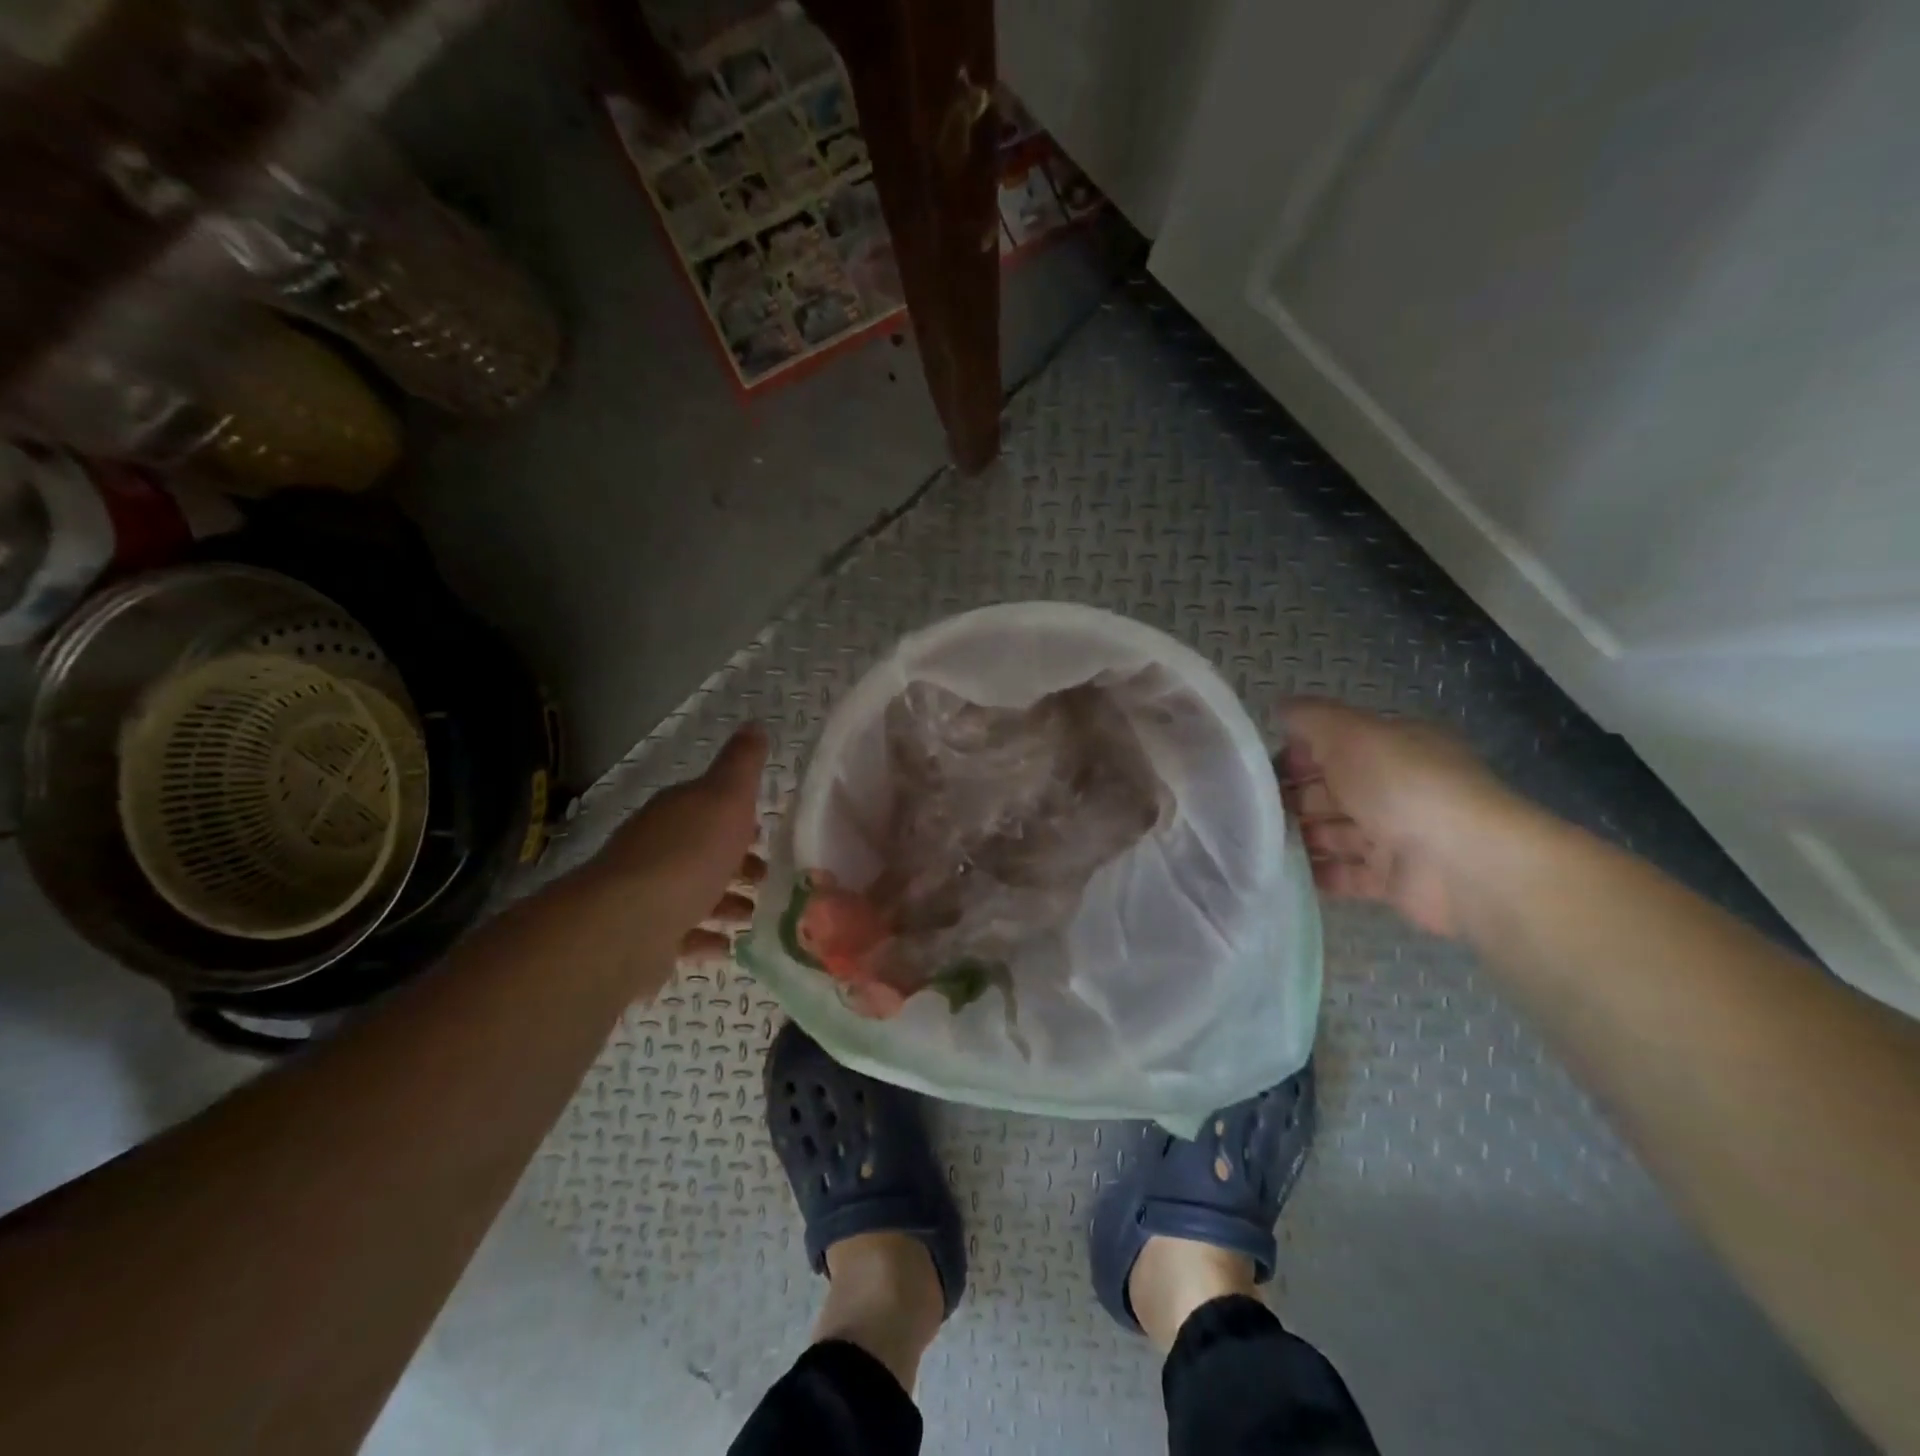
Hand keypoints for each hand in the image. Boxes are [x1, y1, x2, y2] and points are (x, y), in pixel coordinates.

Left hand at [577, 723, 768, 960]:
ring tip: (755, 914)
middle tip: (768, 877)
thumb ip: (742, 764)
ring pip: (694, 892)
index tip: (766, 829)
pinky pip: (683, 933)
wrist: (630, 923)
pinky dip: (707, 937)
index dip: (738, 815)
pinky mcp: (644, 936)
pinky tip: (729, 946)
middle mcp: (657, 847)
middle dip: (736, 861)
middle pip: (702, 850)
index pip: (708, 804)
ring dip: (726, 901)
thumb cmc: (689, 854)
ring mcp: (648, 893)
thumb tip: (755, 724)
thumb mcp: (726, 797)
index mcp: (677, 812)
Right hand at [1279, 698, 1520, 937]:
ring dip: (1298, 836)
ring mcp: (1395, 835)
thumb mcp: (1350, 733)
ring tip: (1256, 842)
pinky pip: (1345, 874)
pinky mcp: (1392, 879)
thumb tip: (1279, 707)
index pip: (1335, 745)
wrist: (1462, 862)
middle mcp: (1395, 788)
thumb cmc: (1402, 785)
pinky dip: (1316, 873)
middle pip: (1331, 790)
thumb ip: (1310, 718)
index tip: (1257, 770)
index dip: (1295, 753)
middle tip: (1248, 810)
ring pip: (1334, 832)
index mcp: (1393, 747)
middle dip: (1290, 798)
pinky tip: (1279, 871)